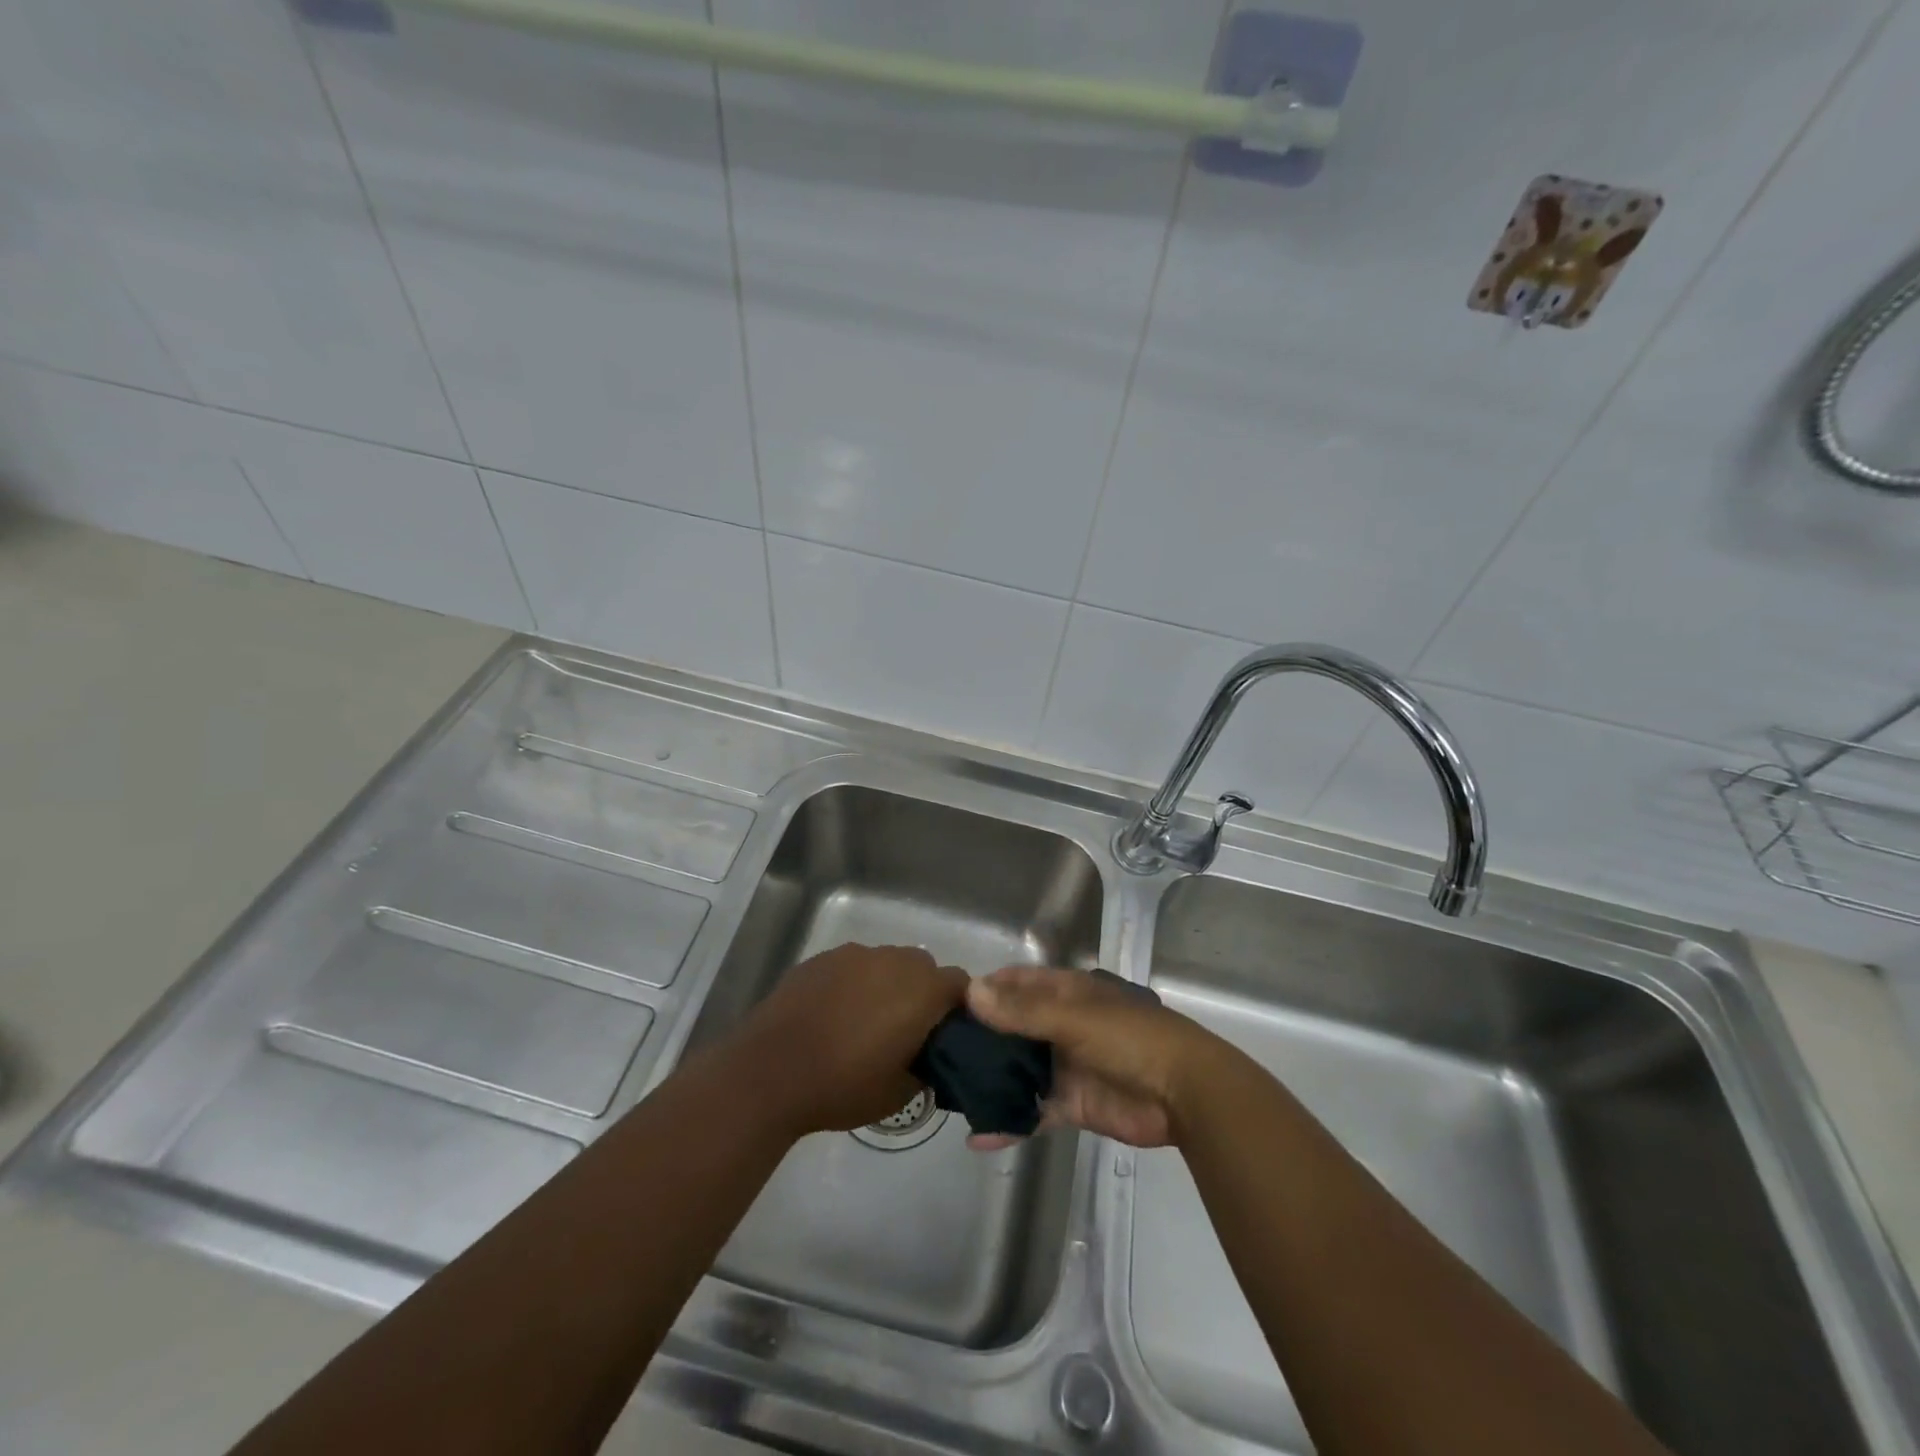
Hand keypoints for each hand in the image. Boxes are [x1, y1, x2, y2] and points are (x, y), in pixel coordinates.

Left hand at [734, 943, 968, 1135]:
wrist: (770, 1071)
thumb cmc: (842, 1085)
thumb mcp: (899, 1093)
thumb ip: (928, 1069)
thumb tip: (931, 1059)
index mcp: (921, 990)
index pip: (960, 984)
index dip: (958, 1007)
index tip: (945, 1036)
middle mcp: (893, 960)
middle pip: (924, 967)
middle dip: (922, 993)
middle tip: (906, 1031)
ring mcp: (855, 954)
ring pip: (887, 963)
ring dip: (887, 985)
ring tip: (864, 1023)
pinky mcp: (822, 958)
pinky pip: (853, 966)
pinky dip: (854, 984)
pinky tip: (834, 1015)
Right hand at [964, 965, 1221, 1150]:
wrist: (1184, 1094)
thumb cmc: (1130, 1039)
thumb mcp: (1073, 1018)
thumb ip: (1022, 1011)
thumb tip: (971, 993)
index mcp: (1065, 993)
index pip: (1017, 983)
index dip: (985, 990)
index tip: (946, 1006)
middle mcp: (1061, 1025)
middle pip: (1013, 1027)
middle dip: (980, 1040)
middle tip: (936, 1055)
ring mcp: (1066, 1066)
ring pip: (1019, 1070)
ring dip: (991, 1080)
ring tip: (948, 1094)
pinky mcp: (1073, 1105)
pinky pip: (1033, 1112)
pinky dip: (1009, 1123)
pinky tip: (978, 1137)